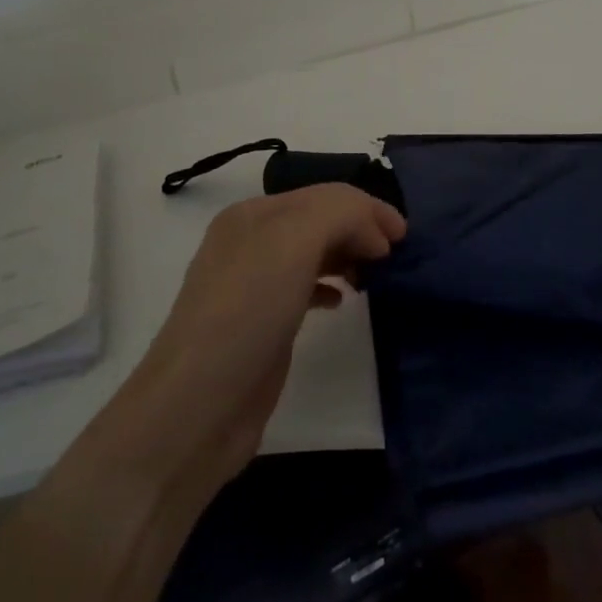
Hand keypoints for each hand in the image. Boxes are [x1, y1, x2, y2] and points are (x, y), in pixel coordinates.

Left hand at [130, 185, 405, 486]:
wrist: (198, 406)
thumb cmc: (247, 313)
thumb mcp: (293, 242)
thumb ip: (339, 214)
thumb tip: (373, 236)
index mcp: (253, 215)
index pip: (324, 195)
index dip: (367, 208)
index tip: (403, 237)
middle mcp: (251, 243)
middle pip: (320, 220)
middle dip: (361, 229)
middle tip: (396, 256)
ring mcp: (254, 285)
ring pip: (314, 253)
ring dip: (349, 254)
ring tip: (375, 275)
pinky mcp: (262, 323)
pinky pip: (305, 288)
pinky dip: (330, 285)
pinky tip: (342, 301)